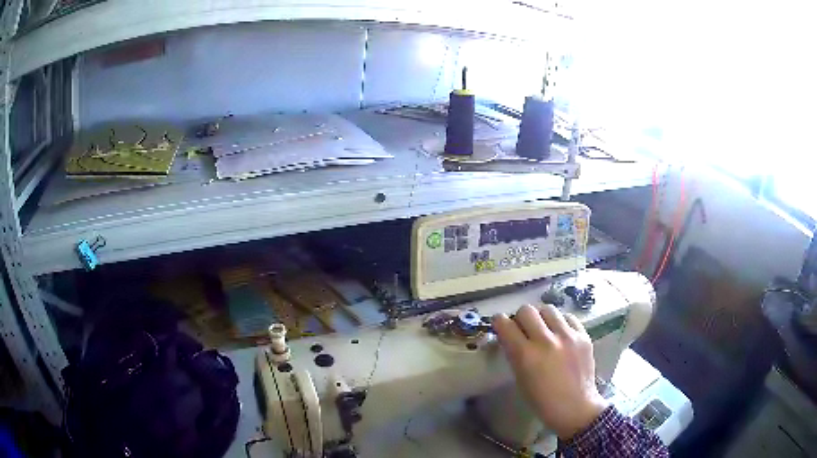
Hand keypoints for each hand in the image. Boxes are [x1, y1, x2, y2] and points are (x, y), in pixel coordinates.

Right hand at [492, 304, 608, 438]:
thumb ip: (515, 354)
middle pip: (527, 310)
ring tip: (545, 330)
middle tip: (524, 329)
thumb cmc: (542, 400)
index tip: (501, 325)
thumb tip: (510, 335)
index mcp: (526, 355)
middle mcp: (546, 340)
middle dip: (521, 318)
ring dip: (542, 318)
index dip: (499, 322)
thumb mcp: (520, 378)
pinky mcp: (583, 336)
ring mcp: (567, 336)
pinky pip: (568, 317)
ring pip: (548, 308)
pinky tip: (561, 334)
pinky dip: (561, 322)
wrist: (575, 407)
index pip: (505, 324)